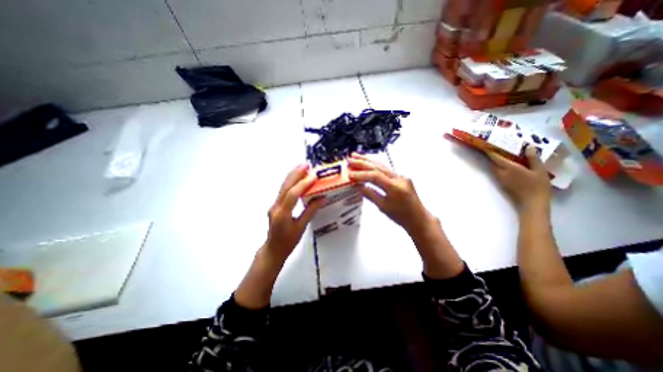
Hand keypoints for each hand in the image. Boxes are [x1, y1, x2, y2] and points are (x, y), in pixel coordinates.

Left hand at [266, 164, 325, 261]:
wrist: (273, 249)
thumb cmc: (288, 242)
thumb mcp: (301, 227)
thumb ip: (311, 211)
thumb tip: (322, 198)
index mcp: (282, 214)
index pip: (292, 195)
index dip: (303, 184)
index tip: (313, 177)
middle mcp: (276, 207)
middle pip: (286, 187)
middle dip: (296, 174)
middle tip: (306, 165)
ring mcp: (274, 205)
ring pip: (283, 187)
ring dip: (293, 176)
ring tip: (302, 167)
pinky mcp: (276, 205)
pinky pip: (284, 191)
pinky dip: (291, 183)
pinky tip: (297, 178)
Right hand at [347, 152, 435, 234]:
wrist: (418, 218)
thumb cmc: (401, 216)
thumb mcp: (383, 207)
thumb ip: (369, 194)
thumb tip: (357, 186)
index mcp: (395, 187)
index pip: (375, 176)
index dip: (361, 174)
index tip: (350, 175)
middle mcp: (399, 178)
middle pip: (378, 167)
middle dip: (363, 162)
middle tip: (350, 159)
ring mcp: (401, 176)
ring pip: (382, 166)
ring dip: (368, 161)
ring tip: (356, 156)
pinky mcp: (401, 177)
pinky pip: (386, 169)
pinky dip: (375, 166)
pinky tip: (368, 162)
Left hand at [486, 145, 554, 213]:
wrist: (531, 203)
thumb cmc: (537, 186)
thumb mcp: (539, 170)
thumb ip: (532, 158)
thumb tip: (528, 147)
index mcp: (509, 168)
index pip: (495, 158)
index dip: (490, 151)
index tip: (487, 145)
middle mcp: (501, 173)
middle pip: (492, 163)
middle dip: (492, 156)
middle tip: (496, 149)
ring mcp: (500, 180)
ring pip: (494, 168)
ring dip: (495, 162)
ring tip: (501, 156)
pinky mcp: (502, 184)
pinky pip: (497, 173)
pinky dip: (499, 168)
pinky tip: (507, 166)